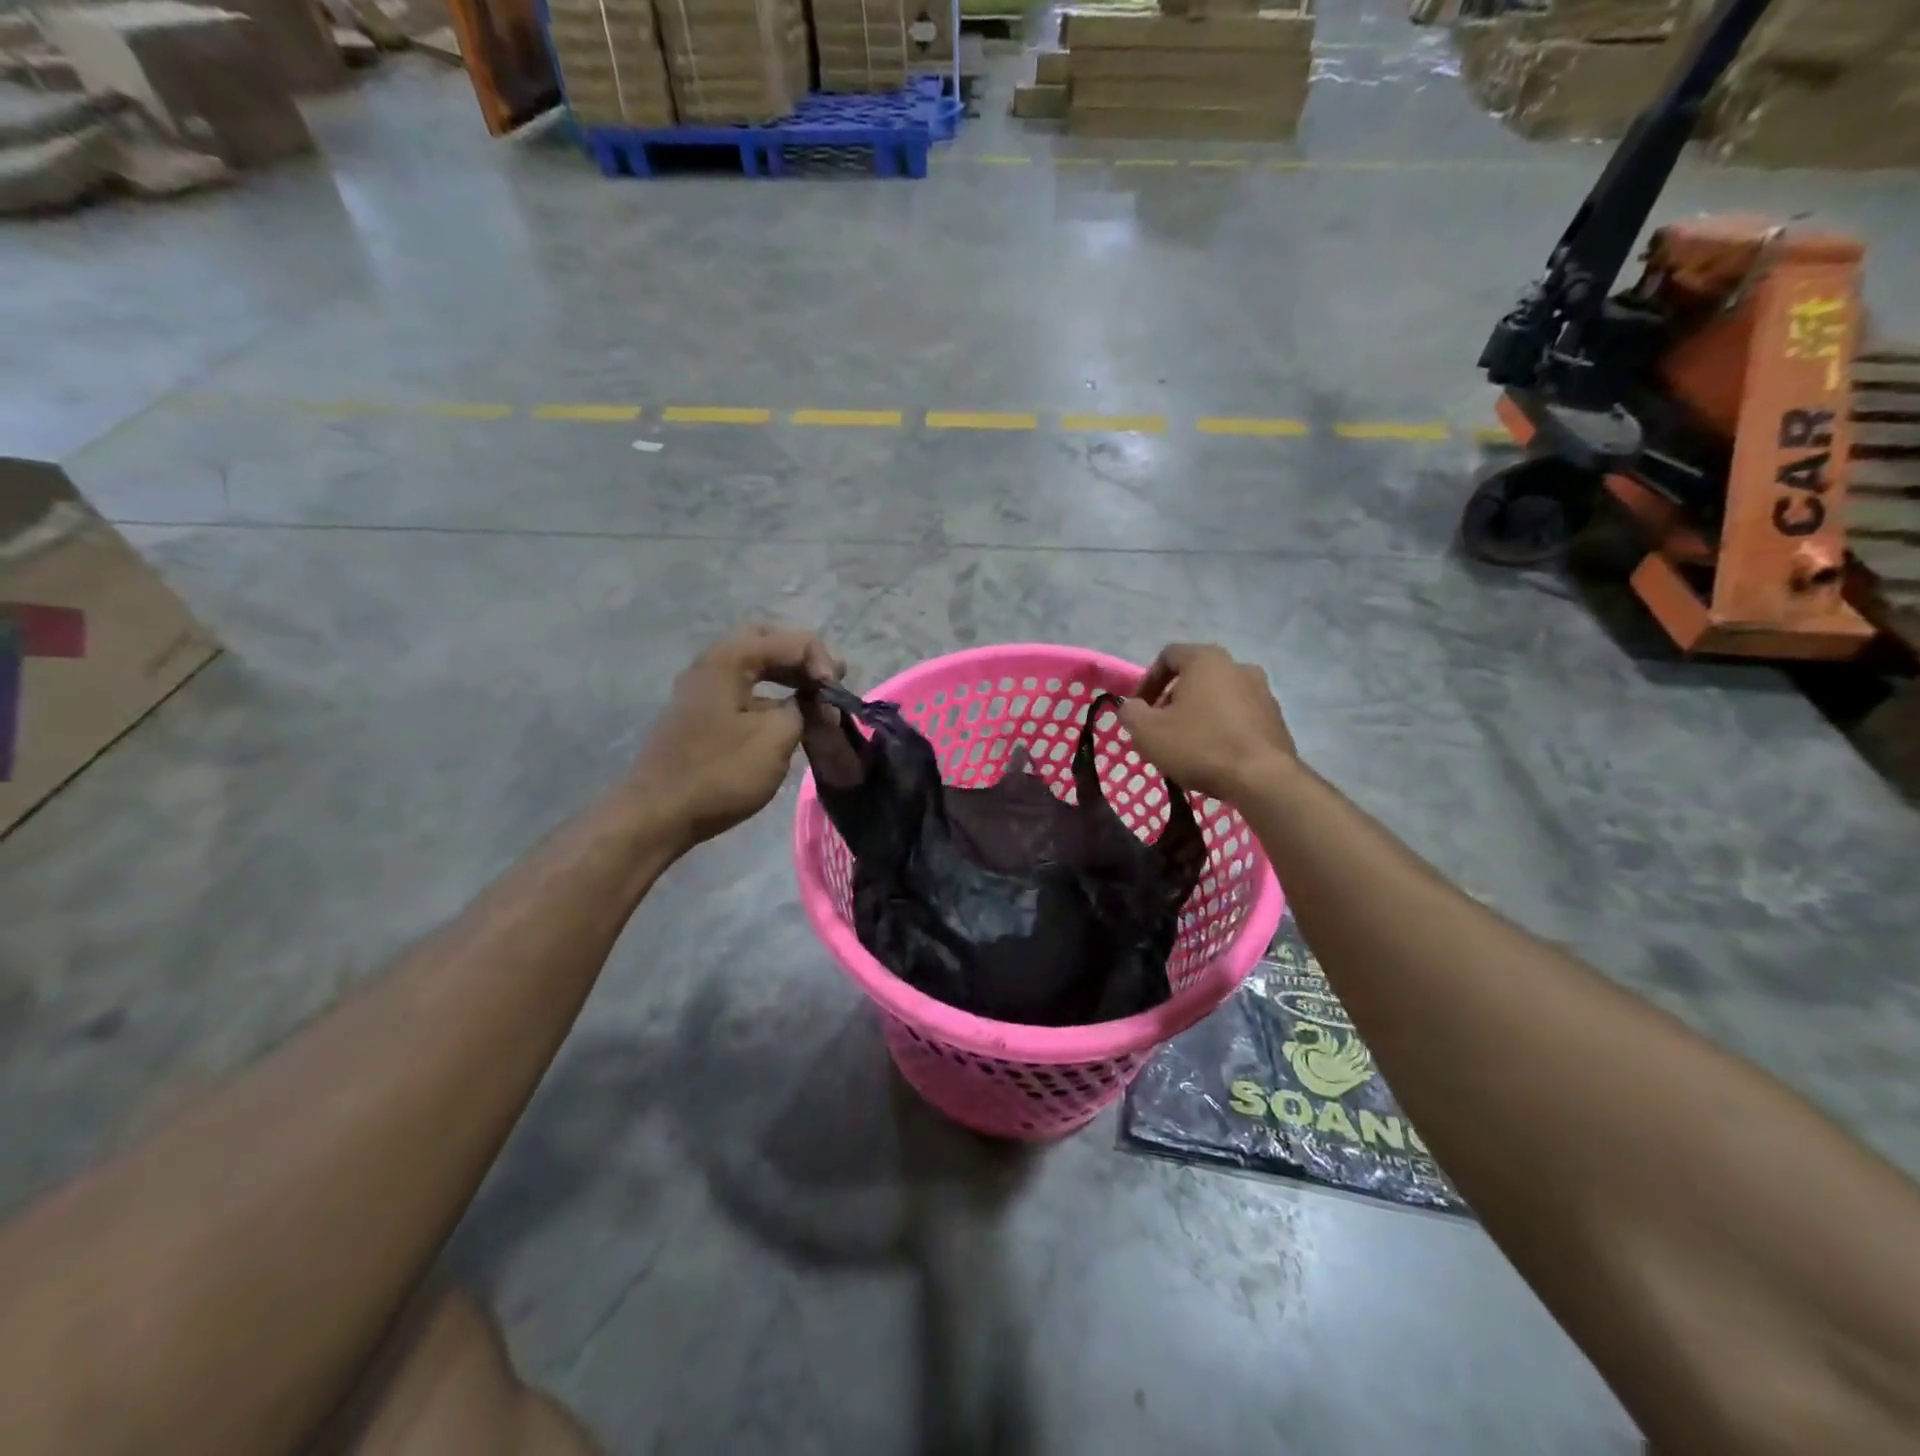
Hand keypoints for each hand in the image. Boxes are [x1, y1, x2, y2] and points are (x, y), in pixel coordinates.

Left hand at [632, 625, 844, 848]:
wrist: (658, 813)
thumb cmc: (720, 773)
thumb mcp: (775, 738)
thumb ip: (804, 709)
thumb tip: (813, 703)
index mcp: (730, 659)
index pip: (791, 641)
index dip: (823, 663)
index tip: (836, 698)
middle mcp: (712, 663)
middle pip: (768, 641)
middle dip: (803, 658)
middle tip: (828, 682)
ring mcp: (703, 688)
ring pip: (754, 664)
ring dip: (787, 675)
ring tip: (816, 698)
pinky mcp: (701, 712)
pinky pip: (744, 687)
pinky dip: (771, 693)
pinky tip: (787, 715)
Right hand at [1116, 643, 1296, 800]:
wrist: (1262, 779)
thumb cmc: (1199, 746)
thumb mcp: (1147, 731)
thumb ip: (1130, 712)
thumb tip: (1132, 707)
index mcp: (1206, 660)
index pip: (1168, 656)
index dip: (1147, 681)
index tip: (1139, 710)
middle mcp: (1238, 666)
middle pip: (1194, 677)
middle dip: (1172, 701)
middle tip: (1160, 730)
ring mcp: (1262, 692)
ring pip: (1217, 698)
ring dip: (1198, 715)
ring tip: (1186, 746)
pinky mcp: (1275, 718)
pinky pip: (1238, 717)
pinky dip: (1221, 728)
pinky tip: (1213, 755)